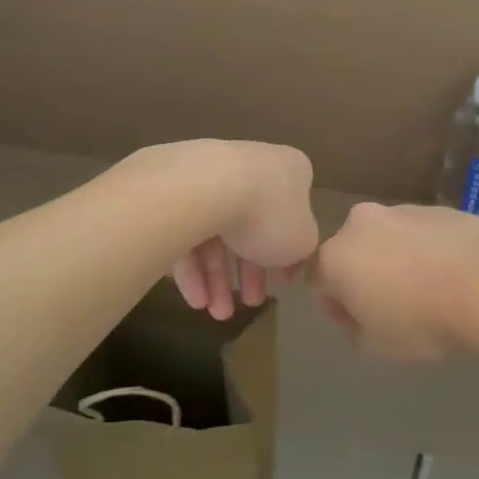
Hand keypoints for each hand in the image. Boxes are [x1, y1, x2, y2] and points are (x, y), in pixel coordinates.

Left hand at [168, 141, 318, 319]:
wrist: (206, 188)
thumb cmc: (268, 213)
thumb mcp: (303, 242)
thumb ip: (302, 250)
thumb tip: (291, 256)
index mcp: (289, 170)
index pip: (293, 212)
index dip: (288, 251)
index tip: (282, 280)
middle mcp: (251, 165)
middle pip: (252, 225)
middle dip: (250, 272)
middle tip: (250, 302)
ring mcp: (211, 175)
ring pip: (218, 232)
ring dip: (219, 278)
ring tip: (217, 313)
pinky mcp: (175, 190)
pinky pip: (188, 231)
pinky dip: (193, 267)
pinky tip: (195, 299)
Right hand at [312, 202, 478, 361]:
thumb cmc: (420, 319)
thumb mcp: (376, 347)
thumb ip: (354, 331)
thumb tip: (358, 316)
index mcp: (336, 257)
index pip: (318, 282)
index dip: (336, 307)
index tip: (361, 325)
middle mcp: (360, 224)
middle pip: (351, 253)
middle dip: (364, 277)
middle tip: (392, 308)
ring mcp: (399, 210)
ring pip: (386, 239)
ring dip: (396, 261)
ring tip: (427, 290)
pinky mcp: (434, 207)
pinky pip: (419, 233)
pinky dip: (426, 250)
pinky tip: (450, 274)